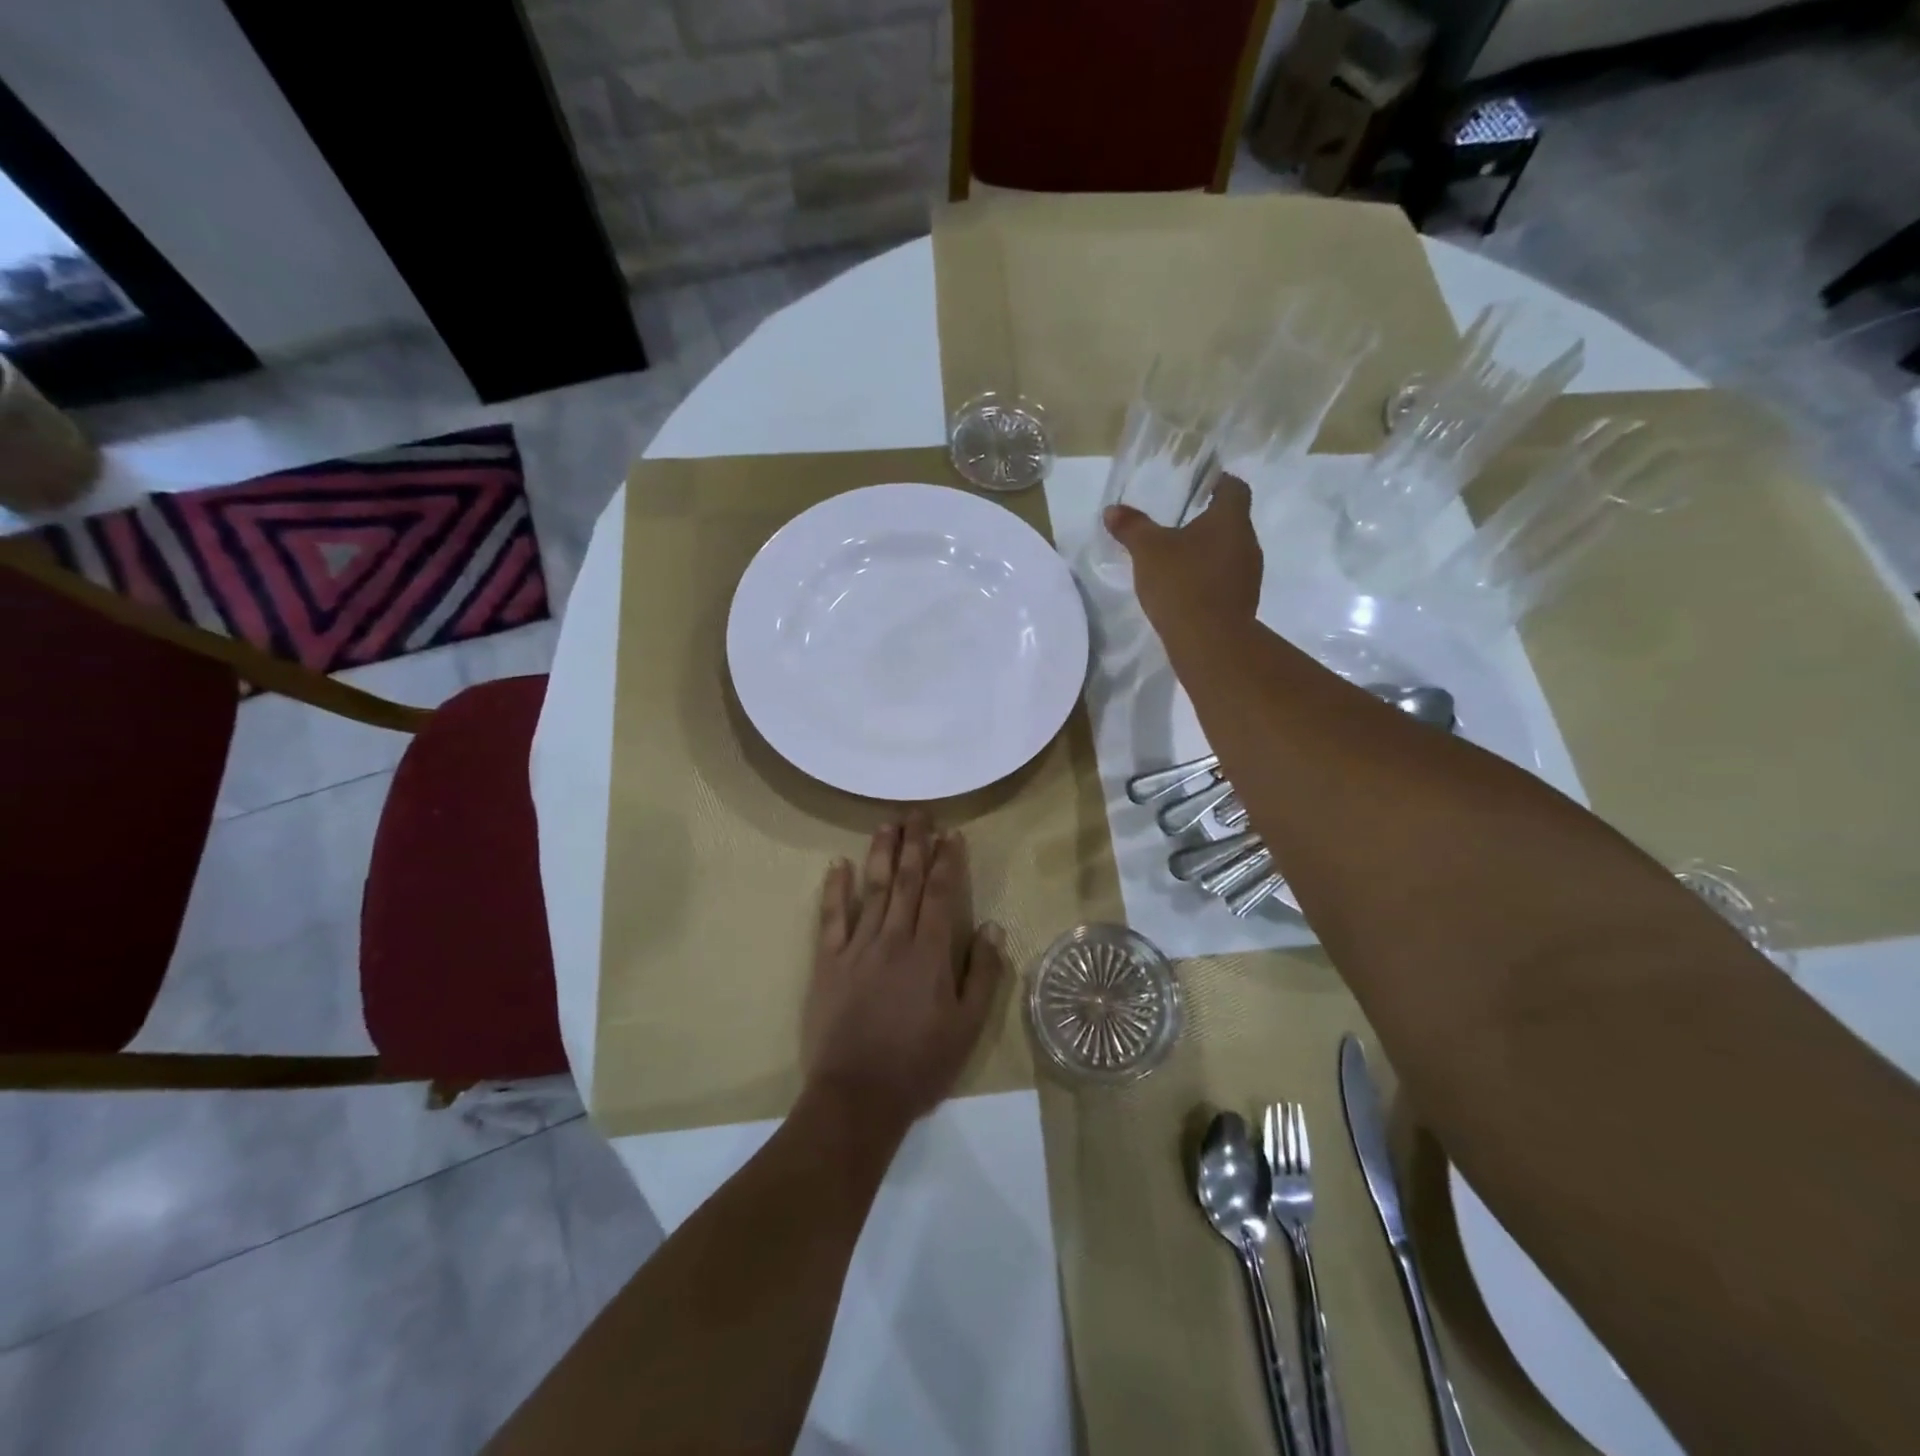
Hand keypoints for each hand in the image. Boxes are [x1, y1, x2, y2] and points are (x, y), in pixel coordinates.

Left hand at [803, 814, 1007, 1129]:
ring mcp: (856, 948)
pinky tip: (838, 865)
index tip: (951, 834)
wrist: (857, 1097)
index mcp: (929, 954)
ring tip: (887, 824)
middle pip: (905, 881)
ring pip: (872, 889)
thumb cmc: (919, 1065)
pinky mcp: (827, 963)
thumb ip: (982, 974)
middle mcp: (893, 940)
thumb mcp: (967, 1027)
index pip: (940, 894)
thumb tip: (993, 927)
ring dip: (881, 854)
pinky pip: (831, 918)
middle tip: (919, 813)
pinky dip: (835, 889)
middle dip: (915, 844)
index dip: (947, 861)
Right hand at [1104, 474, 1262, 649]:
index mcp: (1231, 519)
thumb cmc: (1182, 583)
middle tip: (1179, 522)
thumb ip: (1131, 527)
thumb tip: (1112, 510)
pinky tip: (1185, 588)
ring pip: (1229, 551)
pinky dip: (1208, 577)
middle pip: (1231, 521)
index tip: (1199, 486)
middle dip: (1207, 520)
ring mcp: (1249, 575)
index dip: (1218, 483)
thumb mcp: (1148, 551)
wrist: (1210, 641)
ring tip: (1177, 557)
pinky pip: (1225, 579)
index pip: (1234, 487)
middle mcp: (1248, 541)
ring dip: (1207, 552)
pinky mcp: (1243, 602)